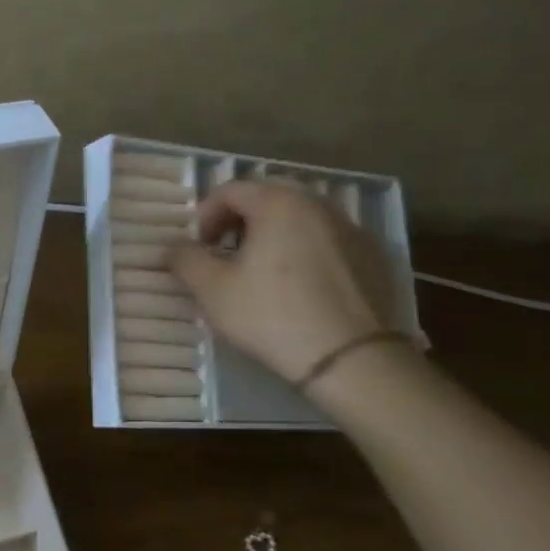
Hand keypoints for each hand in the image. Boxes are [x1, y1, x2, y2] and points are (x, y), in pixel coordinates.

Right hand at [168, 181, 395, 384]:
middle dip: (241, 220)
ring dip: (275, 234)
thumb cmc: (273, 316)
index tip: (198, 247)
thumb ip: (185, 260)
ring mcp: (353, 230)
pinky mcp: (375, 258)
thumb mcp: (212, 290)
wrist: (355, 360)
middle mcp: (319, 205)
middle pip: (269, 197)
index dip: (205, 215)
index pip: (231, 190)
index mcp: (279, 204)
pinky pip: (329, 241)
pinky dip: (307, 251)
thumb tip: (174, 247)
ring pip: (302, 218)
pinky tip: (300, 288)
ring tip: (262, 271)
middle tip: (227, 252)